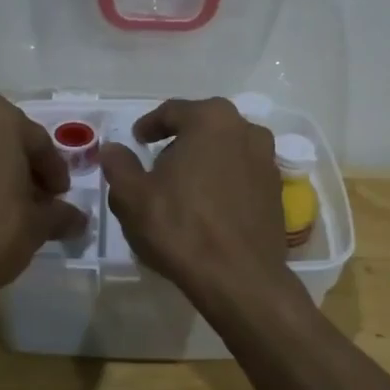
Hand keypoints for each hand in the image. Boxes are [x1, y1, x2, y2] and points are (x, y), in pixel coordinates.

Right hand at [99, 97, 297, 314]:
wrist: (239, 277)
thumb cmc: (180, 227)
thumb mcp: (132, 196)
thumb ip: (119, 165)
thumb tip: (112, 149)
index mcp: (211, 119)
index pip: (173, 111)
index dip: (149, 125)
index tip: (136, 139)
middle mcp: (246, 130)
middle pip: (204, 127)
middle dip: (179, 141)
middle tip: (157, 164)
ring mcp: (267, 161)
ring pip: (226, 150)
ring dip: (203, 161)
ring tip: (182, 187)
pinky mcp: (276, 191)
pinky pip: (242, 175)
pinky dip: (223, 182)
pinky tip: (207, 206)